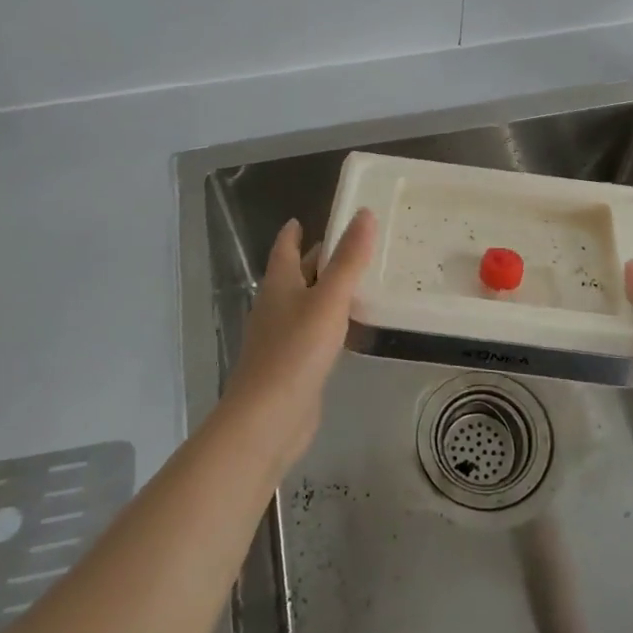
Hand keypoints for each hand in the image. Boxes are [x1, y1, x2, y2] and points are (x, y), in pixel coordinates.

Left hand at [225, 209, 376, 469]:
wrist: (267, 419)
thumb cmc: (295, 351)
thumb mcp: (329, 300)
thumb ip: (349, 259)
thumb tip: (364, 213)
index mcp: (279, 284)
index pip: (285, 248)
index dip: (295, 232)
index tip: (306, 218)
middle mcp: (276, 306)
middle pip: (296, 274)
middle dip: (318, 258)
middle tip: (351, 244)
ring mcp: (282, 337)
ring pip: (307, 303)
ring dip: (327, 290)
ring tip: (360, 280)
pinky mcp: (293, 364)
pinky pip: (315, 331)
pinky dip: (331, 321)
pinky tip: (351, 328)